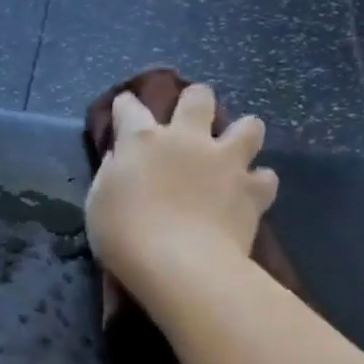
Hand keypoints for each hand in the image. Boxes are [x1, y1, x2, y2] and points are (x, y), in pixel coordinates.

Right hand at [85, 82, 277, 309]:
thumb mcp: (98, 205)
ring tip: (232, 154)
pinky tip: (248, 195)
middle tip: (190, 123)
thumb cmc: (125, 237)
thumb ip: (110, 174)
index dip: (125, 106)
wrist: (180, 265)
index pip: (130, 108)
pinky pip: (265, 177)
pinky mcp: (252, 189)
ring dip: (241, 135)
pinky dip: (257, 184)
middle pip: (198, 98)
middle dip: (194, 102)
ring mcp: (225, 161)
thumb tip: (120, 158)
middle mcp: (187, 139)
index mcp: (143, 141)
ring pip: (249, 125)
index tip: (123, 110)